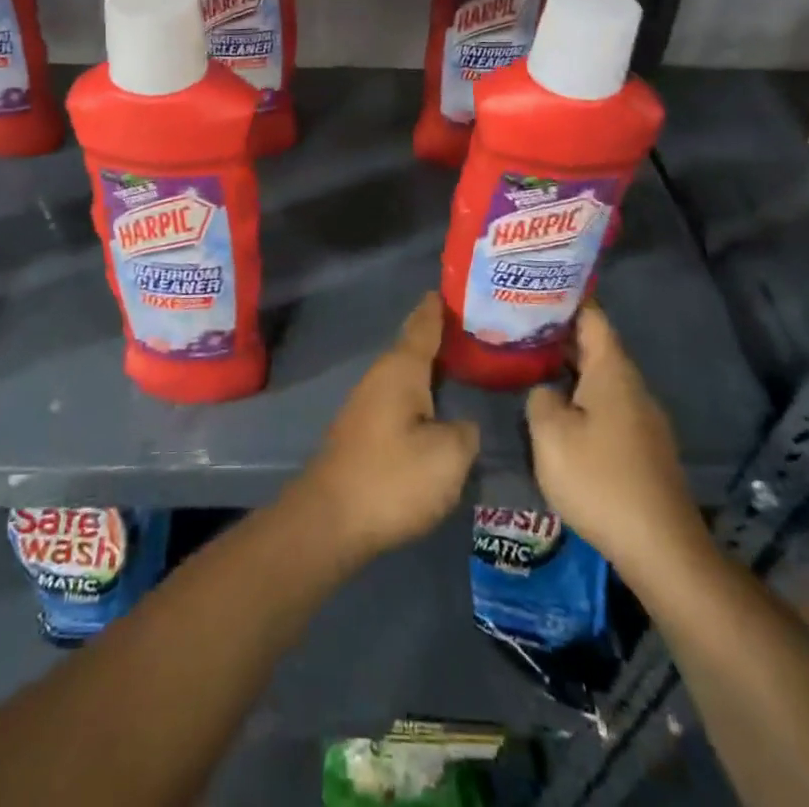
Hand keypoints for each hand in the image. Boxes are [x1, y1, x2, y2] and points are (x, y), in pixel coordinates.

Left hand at [292, 293, 480, 569]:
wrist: (331, 519)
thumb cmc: (393, 478)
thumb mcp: (448, 456)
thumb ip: (465, 432)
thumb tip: (462, 424)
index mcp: (401, 369)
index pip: (423, 325)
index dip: (438, 308)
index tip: (452, 288)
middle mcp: (381, 376)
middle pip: (414, 348)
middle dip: (441, 338)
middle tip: (477, 330)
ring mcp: (368, 403)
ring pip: (406, 375)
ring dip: (431, 369)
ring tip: (463, 365)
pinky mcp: (364, 430)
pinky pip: (400, 398)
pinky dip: (421, 394)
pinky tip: (437, 407)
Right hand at [525, 301, 709, 586]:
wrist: (661, 548)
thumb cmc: (601, 480)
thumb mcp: (550, 435)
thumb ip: (540, 398)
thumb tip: (547, 390)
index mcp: (612, 371)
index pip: (591, 315)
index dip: (565, 297)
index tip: (535, 285)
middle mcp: (631, 385)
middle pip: (595, 344)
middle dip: (559, 332)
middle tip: (518, 322)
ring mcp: (641, 416)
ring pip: (600, 375)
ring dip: (568, 365)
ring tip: (530, 360)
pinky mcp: (642, 444)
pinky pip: (606, 402)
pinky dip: (580, 393)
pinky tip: (558, 407)